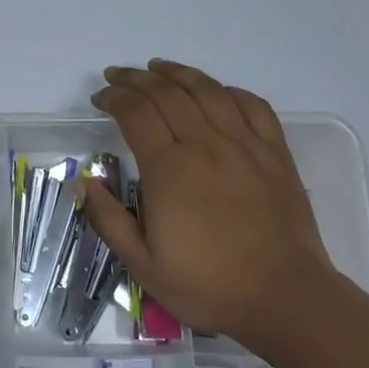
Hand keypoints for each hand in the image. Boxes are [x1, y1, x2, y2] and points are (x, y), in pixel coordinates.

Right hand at [79, 59, 339, 349]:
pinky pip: (253, 106)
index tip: (100, 99)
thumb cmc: (209, 285)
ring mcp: (244, 146)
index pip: (135, 113)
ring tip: (158, 67)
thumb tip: (82, 182)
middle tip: (118, 77)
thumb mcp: (143, 264)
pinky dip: (229, 91)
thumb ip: (108, 219)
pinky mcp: (275, 154)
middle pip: (167, 93)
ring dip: (178, 73)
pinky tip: (216, 92)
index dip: (114, 98)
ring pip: (208, 91)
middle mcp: (205, 145)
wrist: (286, 300)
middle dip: (136, 79)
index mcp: (169, 170)